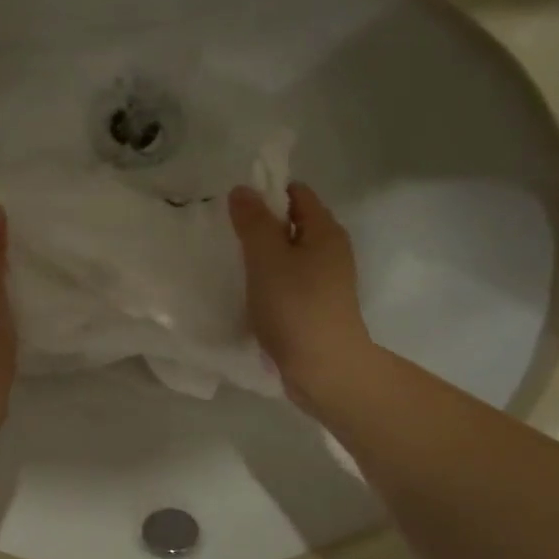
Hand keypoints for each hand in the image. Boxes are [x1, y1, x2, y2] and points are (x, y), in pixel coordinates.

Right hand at [229, 181, 375, 412]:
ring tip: (233, 265)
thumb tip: (242, 190)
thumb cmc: (295, 307)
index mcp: (325, 231)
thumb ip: (253, 222)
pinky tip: (250, 295)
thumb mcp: (266, 258)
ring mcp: (326, 282)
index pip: (298, 194)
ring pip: (290, 256)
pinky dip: (270, 282)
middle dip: (262, 226)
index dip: (267, 193)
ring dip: (264, 258)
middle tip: (227, 236)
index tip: (234, 207)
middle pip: (294, 225)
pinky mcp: (316, 308)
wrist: (324, 368)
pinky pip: (290, 282)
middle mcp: (331, 251)